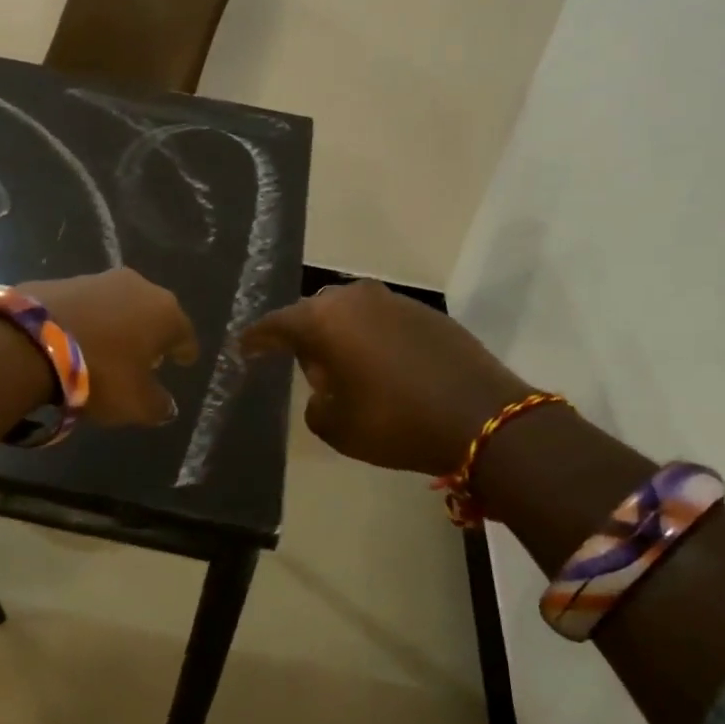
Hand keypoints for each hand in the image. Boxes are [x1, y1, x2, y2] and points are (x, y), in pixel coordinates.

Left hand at [19, 269, 198, 426]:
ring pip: (119, 305)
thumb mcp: (136, 403)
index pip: (184, 334)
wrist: (29, 342)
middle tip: (147, 357)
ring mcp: (98, 279)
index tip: (185, 361)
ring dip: (119, 324)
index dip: (185, 351)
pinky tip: (78, 339)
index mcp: (165, 313)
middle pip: (153, 314)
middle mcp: (138, 287)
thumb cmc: (100, 373)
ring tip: (110, 348)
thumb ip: (158, 406)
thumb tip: (167, 406)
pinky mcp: (63, 281)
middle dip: (152, 334)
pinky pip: (87, 306)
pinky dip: (89, 321)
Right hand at [242, 280, 526, 474]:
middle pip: (315, 313)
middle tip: (299, 364)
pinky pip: (382, 320)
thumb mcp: (335, 425)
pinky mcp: (427, 312)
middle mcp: (356, 298)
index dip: (257, 339)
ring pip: (351, 313)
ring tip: (342, 366)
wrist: (480, 417)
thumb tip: (326, 383)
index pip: (276, 324)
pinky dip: (372, 338)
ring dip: (341, 336)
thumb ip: (315, 399)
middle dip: (303, 336)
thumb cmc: (394, 422)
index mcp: (324, 320)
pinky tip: (380, 365)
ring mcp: (395, 300)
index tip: (244, 349)